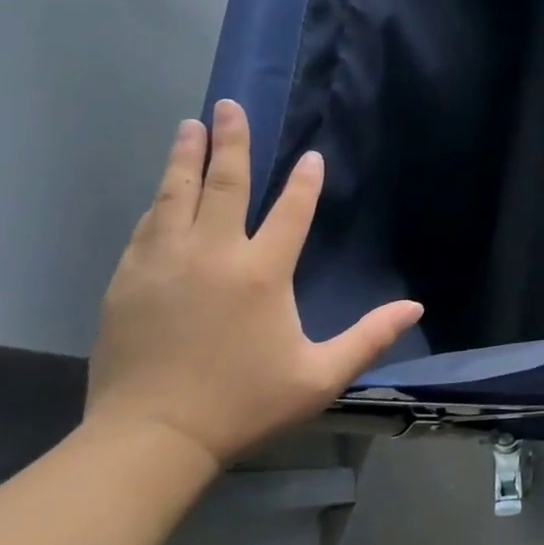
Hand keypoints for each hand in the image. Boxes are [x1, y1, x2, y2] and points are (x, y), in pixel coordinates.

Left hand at [84, 99, 422, 467]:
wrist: (150, 438)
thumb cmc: (244, 404)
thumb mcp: (320, 376)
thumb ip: (370, 337)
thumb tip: (415, 308)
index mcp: (262, 273)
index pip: (290, 212)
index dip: (304, 183)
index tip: (310, 158)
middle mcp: (212, 255)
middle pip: (223, 185)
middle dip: (230, 142)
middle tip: (228, 105)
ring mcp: (163, 264)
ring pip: (175, 196)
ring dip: (185, 158)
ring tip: (189, 126)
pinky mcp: (128, 281)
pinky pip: (146, 227)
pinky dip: (159, 201)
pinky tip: (162, 190)